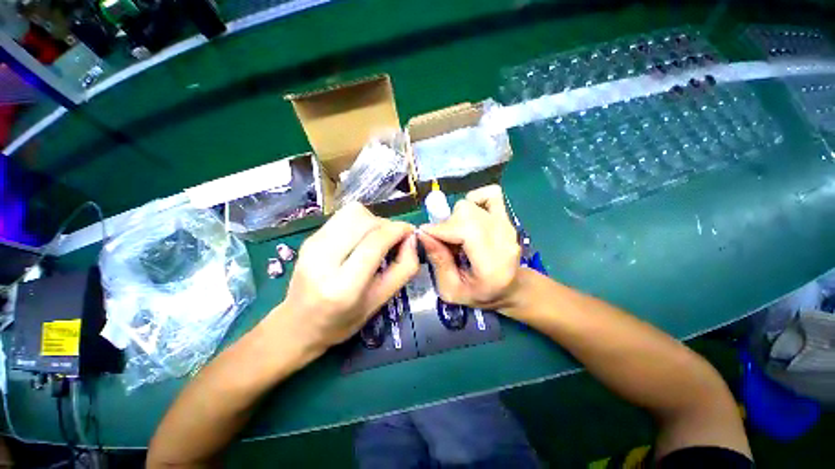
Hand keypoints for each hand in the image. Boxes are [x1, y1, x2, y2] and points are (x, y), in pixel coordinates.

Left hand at [273, 202, 418, 351]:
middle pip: (363, 219)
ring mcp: (312, 244)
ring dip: (373, 221)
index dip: (398, 230)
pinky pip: (343, 217)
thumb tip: (412, 239)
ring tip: (376, 239)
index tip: (410, 233)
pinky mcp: (309, 237)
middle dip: (385, 224)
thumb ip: (403, 269)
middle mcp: (323, 259)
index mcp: (343, 286)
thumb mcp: (380, 302)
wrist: (297, 324)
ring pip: (353, 212)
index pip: (375, 242)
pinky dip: (360, 222)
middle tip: (393, 240)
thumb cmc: (342, 321)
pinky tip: (360, 240)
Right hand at [417, 185, 521, 310]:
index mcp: (491, 264)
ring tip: (457, 234)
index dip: (440, 229)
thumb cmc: (479, 294)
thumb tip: (423, 233)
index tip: (424, 235)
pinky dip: (474, 199)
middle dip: (446, 225)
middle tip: (443, 241)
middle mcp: (503, 240)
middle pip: (466, 213)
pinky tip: (469, 217)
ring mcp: (507, 225)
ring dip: (456, 217)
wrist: (510, 288)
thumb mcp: (451, 289)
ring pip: (471, 204)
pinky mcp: (507, 217)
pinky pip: (490, 194)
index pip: (466, 231)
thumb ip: (438, 262)